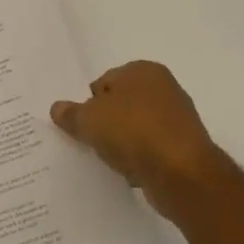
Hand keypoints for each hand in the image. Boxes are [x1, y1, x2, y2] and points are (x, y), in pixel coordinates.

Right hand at [51, 61, 226, 221]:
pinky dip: (141, 158)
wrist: (182, 174)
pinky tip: (132, 171)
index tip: (81, 123)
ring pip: (137, 127)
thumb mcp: (89, 120)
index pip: (104, 81)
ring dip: (124, 142)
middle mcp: (165, 88)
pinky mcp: (185, 147)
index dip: (89, 102)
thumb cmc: (132, 132)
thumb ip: (71, 113)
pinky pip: (152, 149)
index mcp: (143, 70)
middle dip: (107, 121)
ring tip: (111, 159)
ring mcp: (178, 118)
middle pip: (122, 104)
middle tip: (91, 141)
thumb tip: (57, 108)